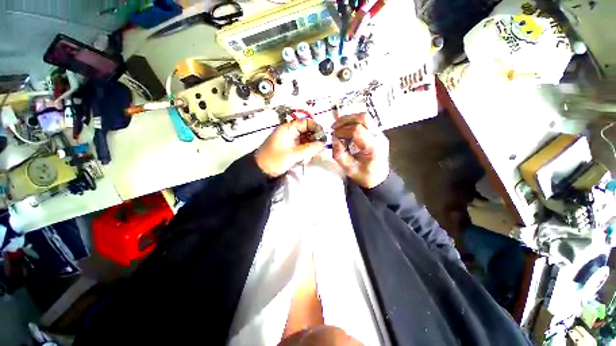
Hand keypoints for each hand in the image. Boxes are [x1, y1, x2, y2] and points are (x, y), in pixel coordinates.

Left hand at [255, 119, 325, 177]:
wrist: (260, 171)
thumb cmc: (275, 160)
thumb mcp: (293, 154)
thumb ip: (309, 149)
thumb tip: (323, 144)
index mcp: (288, 129)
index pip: (305, 122)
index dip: (315, 128)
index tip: (323, 137)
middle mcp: (289, 132)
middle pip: (306, 131)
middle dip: (313, 140)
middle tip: (319, 149)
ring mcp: (289, 140)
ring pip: (305, 140)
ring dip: (309, 147)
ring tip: (310, 156)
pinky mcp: (289, 148)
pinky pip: (301, 146)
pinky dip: (305, 152)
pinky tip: (305, 159)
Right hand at [331, 113, 388, 188]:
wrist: (379, 178)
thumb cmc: (364, 175)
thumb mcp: (349, 169)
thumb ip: (339, 154)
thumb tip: (334, 139)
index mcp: (373, 147)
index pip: (357, 130)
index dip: (342, 130)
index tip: (333, 136)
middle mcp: (379, 137)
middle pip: (363, 117)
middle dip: (345, 119)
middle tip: (334, 127)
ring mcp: (380, 134)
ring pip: (364, 117)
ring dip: (349, 120)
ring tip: (339, 128)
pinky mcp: (377, 133)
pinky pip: (365, 122)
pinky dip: (353, 124)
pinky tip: (346, 132)